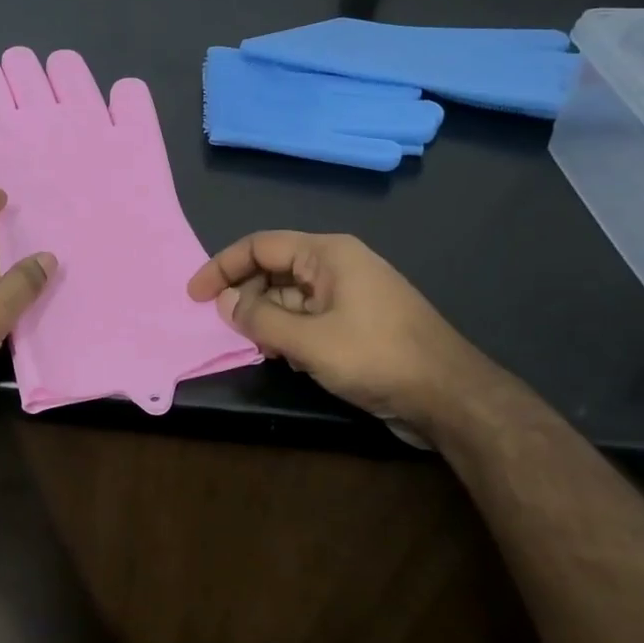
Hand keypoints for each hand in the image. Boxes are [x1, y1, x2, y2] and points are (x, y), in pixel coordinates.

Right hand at [187, 231, 494, 439]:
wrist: (449, 396)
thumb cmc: (377, 358)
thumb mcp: (309, 341)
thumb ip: (260, 319)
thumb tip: (224, 301)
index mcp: (328, 254)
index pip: (260, 246)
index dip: (222, 267)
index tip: (194, 295)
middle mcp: (337, 266)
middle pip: (274, 269)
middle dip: (245, 295)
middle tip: (224, 327)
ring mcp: (350, 294)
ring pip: (290, 296)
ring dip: (266, 318)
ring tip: (256, 347)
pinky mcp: (357, 322)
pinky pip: (309, 316)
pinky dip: (289, 332)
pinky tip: (285, 358)